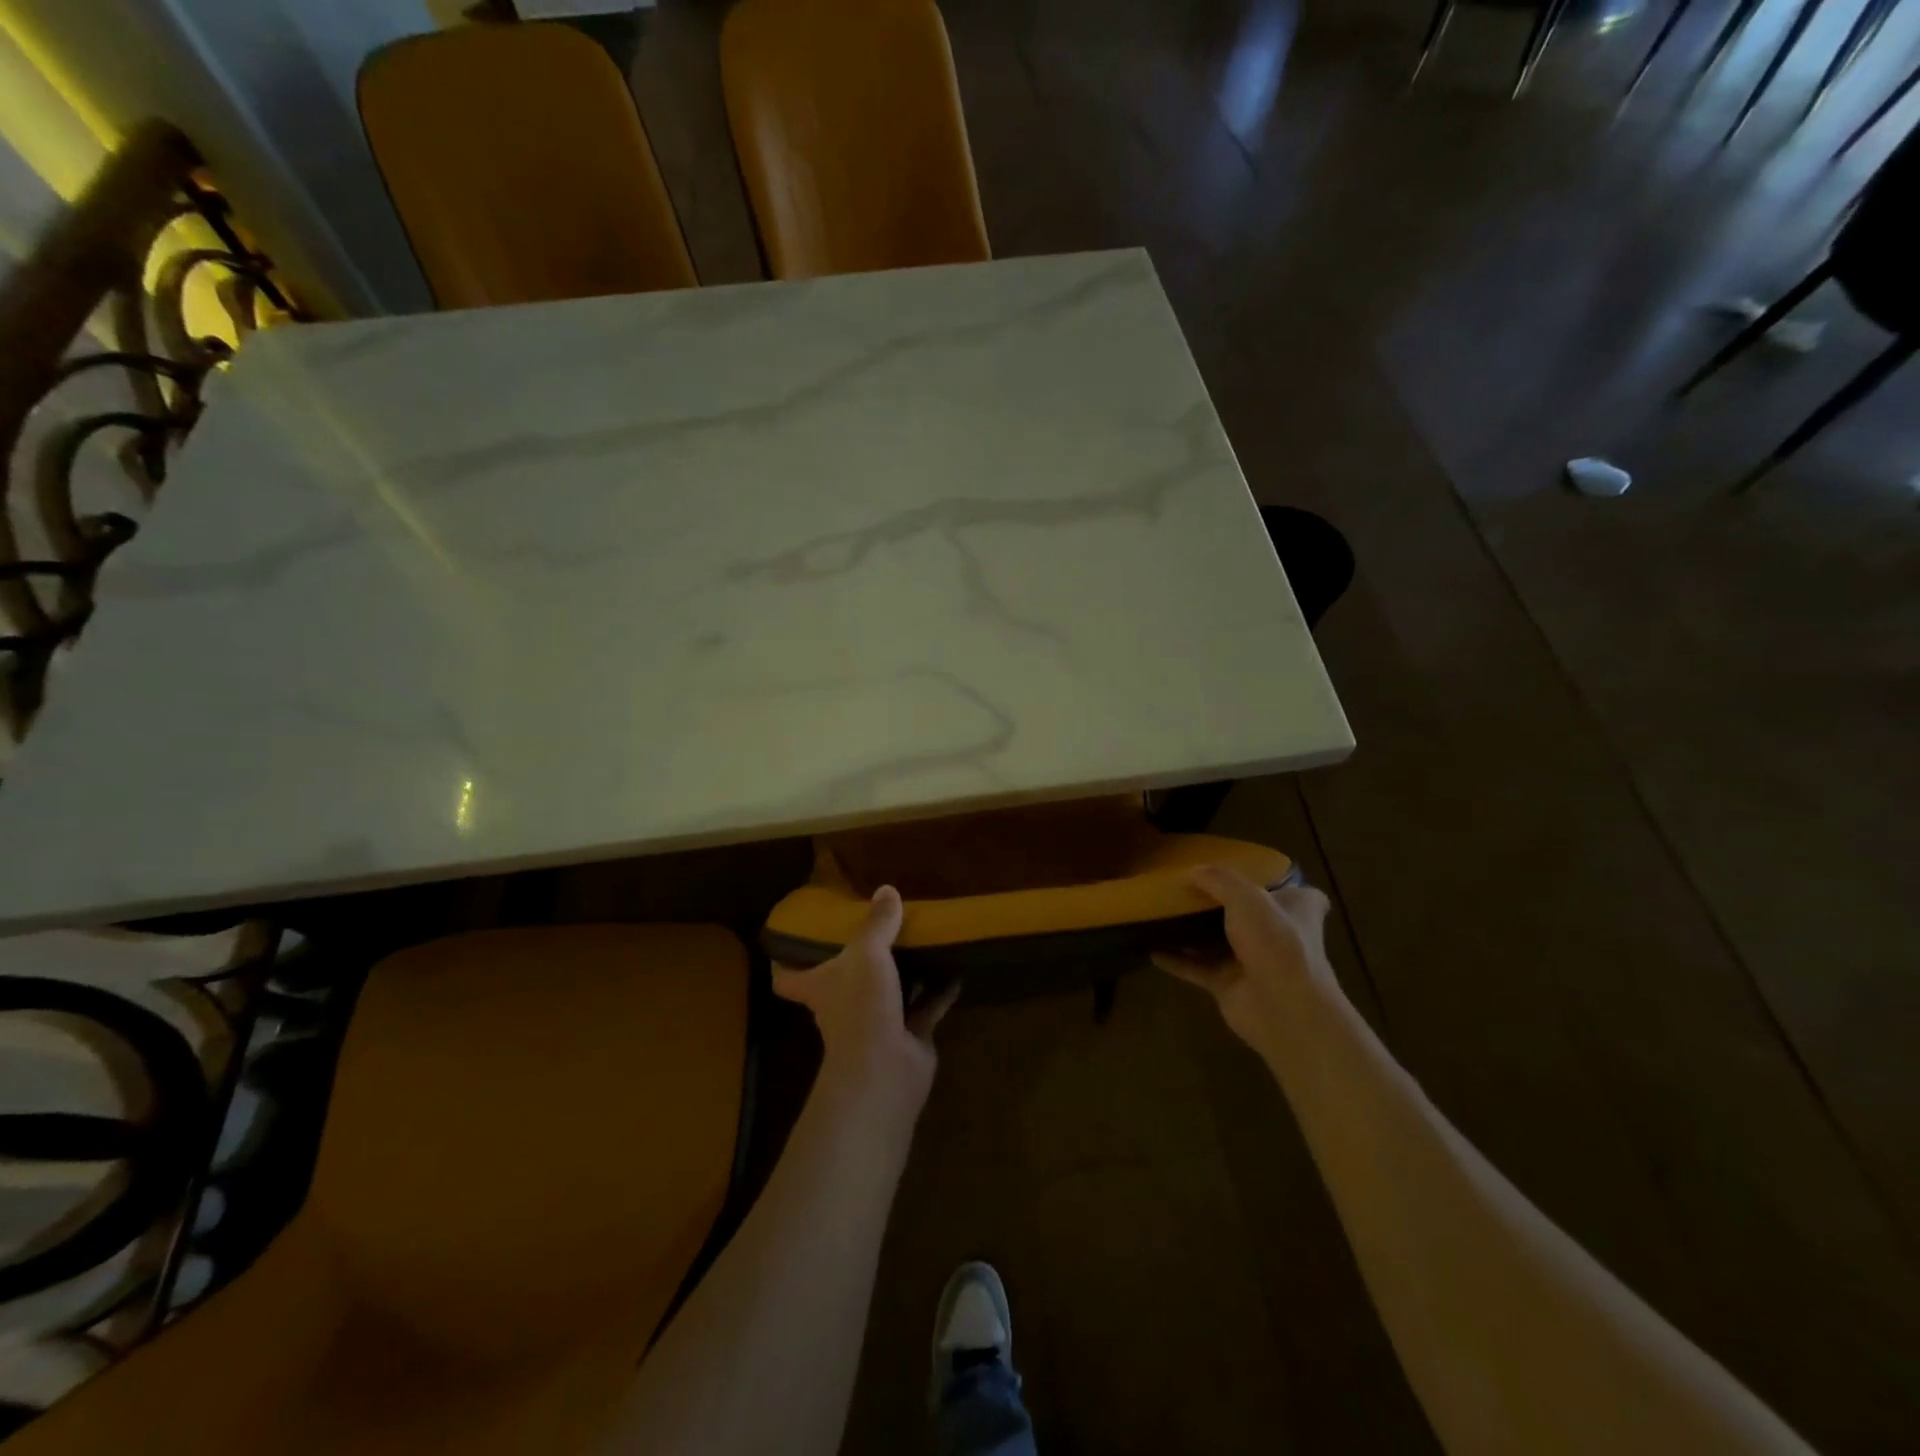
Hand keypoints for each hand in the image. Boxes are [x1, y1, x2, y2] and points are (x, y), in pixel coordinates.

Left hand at [774, 886, 959, 1105]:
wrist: (887, 1068)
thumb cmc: (862, 1005)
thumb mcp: (867, 954)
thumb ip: (877, 923)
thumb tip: (886, 889)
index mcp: (820, 985)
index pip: (787, 978)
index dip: (784, 962)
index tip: (790, 941)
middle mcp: (843, 1005)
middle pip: (844, 980)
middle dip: (859, 960)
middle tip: (877, 928)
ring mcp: (876, 1022)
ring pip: (888, 992)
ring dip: (903, 973)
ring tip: (921, 942)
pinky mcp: (907, 1035)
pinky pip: (925, 1007)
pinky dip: (939, 991)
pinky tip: (956, 970)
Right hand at [1153, 864, 1335, 1048]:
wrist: (1283, 1009)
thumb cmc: (1276, 942)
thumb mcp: (1247, 897)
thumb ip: (1219, 879)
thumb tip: (1192, 870)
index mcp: (1296, 909)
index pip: (1295, 892)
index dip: (1274, 882)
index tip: (1249, 872)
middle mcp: (1276, 934)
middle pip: (1248, 914)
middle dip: (1222, 903)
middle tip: (1189, 886)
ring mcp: (1252, 961)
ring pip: (1218, 940)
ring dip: (1194, 931)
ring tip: (1164, 912)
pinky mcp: (1229, 985)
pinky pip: (1196, 968)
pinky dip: (1176, 960)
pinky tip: (1151, 948)